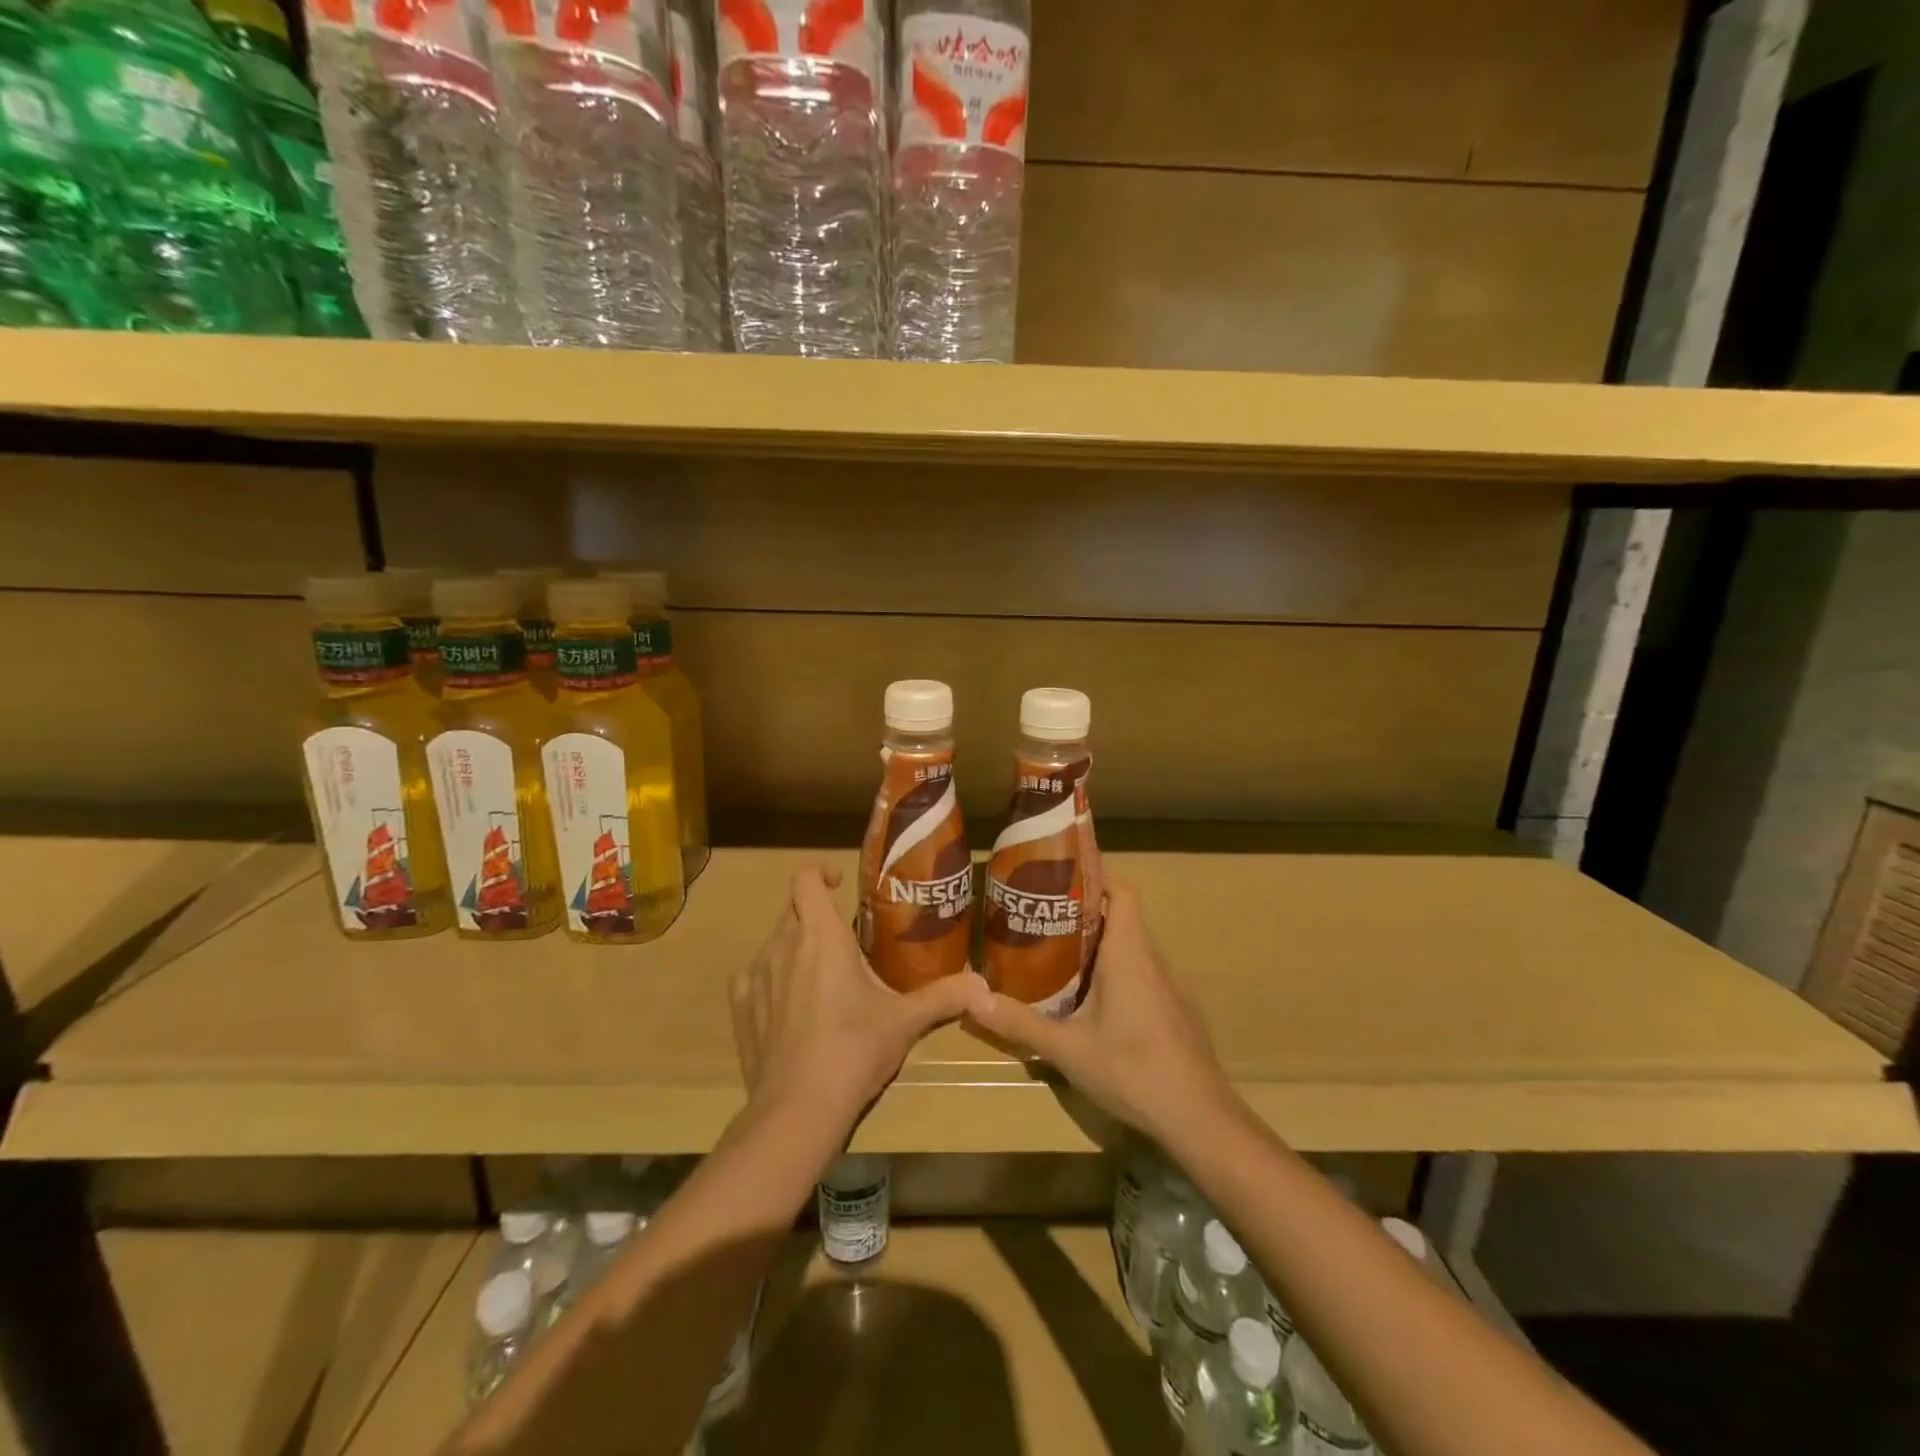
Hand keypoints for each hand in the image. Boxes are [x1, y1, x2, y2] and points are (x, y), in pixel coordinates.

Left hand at [730, 865, 989, 1140]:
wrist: (797, 1109)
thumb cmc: (855, 1050)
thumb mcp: (905, 1021)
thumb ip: (944, 997)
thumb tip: (983, 986)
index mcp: (821, 936)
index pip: (805, 879)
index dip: (820, 873)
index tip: (840, 884)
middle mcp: (782, 945)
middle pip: (793, 910)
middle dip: (817, 917)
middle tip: (846, 942)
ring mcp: (755, 975)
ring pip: (775, 944)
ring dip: (796, 949)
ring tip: (823, 979)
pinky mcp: (741, 1007)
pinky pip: (756, 977)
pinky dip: (773, 980)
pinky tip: (791, 1008)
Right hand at [971, 881, 1236, 1146]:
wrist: (1200, 1119)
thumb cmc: (1133, 1070)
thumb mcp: (1067, 1049)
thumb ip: (1020, 1023)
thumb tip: (971, 1000)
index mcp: (1129, 954)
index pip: (1122, 891)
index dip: (1096, 876)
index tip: (1061, 876)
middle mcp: (1153, 961)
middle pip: (1121, 918)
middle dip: (1083, 913)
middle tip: (1041, 918)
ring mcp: (1169, 988)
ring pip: (1131, 949)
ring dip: (1098, 945)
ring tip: (1056, 955)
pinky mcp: (1175, 1012)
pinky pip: (1142, 975)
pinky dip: (1116, 973)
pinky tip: (1091, 1002)